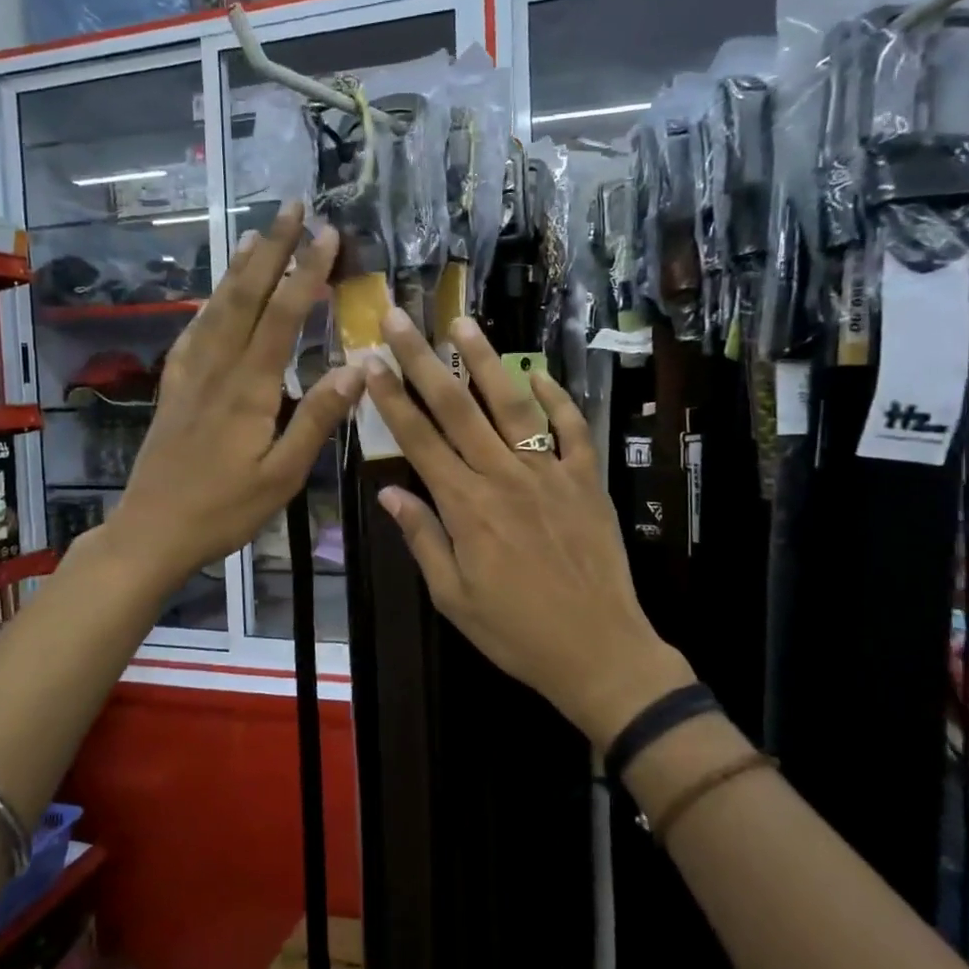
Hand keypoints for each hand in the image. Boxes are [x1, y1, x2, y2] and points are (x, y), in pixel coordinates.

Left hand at [107, 204, 363, 592]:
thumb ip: (317, 420)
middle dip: (271, 248)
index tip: (328, 234)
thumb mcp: (282, 476)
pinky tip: (216, 294)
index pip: (282, 316)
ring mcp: (190, 375)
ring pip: (217, 306)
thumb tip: (358, 369)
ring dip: (240, 265)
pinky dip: (210, 302)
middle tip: (293, 206)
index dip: (307, 272)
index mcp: (249, 389)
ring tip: (257, 232)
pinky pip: (194, 331)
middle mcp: (217, 369)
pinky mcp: (173, 387)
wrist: (152, 530)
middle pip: (245, 295)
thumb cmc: (224, 510)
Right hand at [364, 308, 693, 744]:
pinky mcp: (586, 480)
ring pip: (512, 405)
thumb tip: (389, 491)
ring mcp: (549, 474)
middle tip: (400, 318)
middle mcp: (504, 477)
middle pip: (456, 408)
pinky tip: (540, 374)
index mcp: (466, 506)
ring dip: (486, 361)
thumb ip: (422, 538)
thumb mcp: (452, 597)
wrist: (598, 650)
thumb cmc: (515, 631)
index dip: (391, 398)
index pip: (419, 439)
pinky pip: (571, 430)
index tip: (370, 361)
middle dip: (422, 360)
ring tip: (463, 324)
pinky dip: (557, 398)